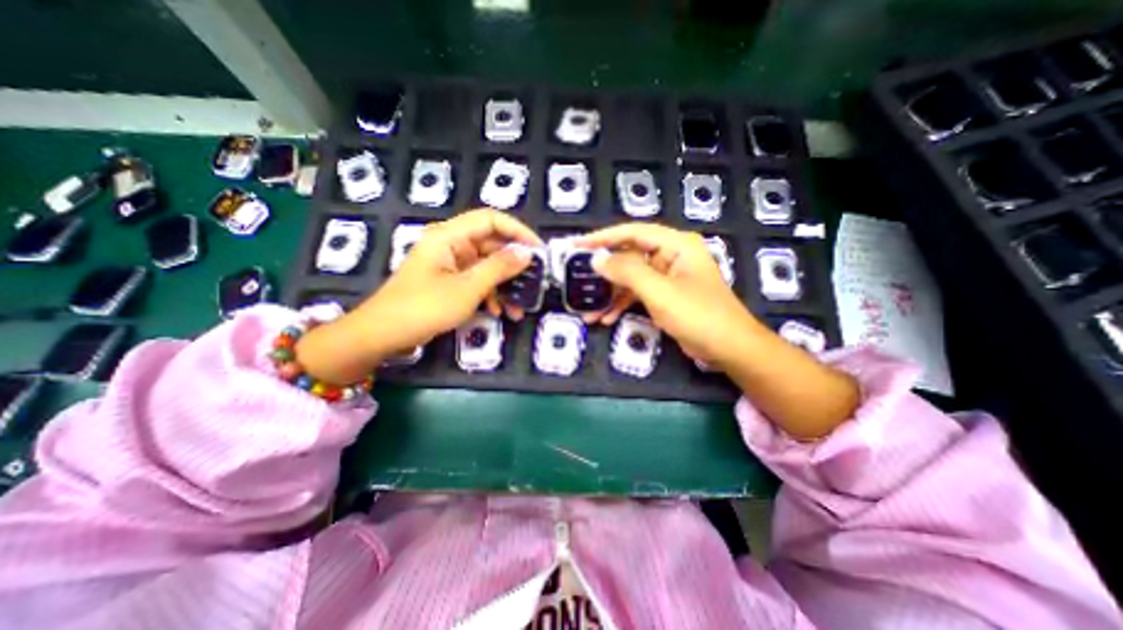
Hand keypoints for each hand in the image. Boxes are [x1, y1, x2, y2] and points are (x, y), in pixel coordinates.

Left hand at [295, 210, 540, 379]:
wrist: (382, 335)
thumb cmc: (424, 307)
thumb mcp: (467, 288)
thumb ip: (499, 268)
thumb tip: (527, 253)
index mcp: (449, 236)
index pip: (491, 220)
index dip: (517, 231)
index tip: (538, 250)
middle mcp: (450, 244)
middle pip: (490, 245)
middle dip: (513, 265)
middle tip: (534, 281)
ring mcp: (449, 264)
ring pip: (486, 267)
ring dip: (504, 286)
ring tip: (520, 307)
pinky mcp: (448, 282)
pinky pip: (476, 281)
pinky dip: (490, 295)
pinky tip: (500, 313)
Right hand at [583, 223, 857, 441]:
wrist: (729, 348)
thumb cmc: (697, 314)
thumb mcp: (659, 291)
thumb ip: (627, 272)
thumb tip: (597, 259)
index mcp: (676, 245)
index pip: (632, 232)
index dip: (603, 237)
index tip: (577, 244)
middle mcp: (671, 256)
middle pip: (630, 256)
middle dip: (605, 272)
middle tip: (578, 278)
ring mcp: (668, 277)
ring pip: (631, 279)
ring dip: (610, 295)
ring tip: (588, 311)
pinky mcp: (665, 295)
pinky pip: (638, 294)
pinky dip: (622, 305)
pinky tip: (606, 319)